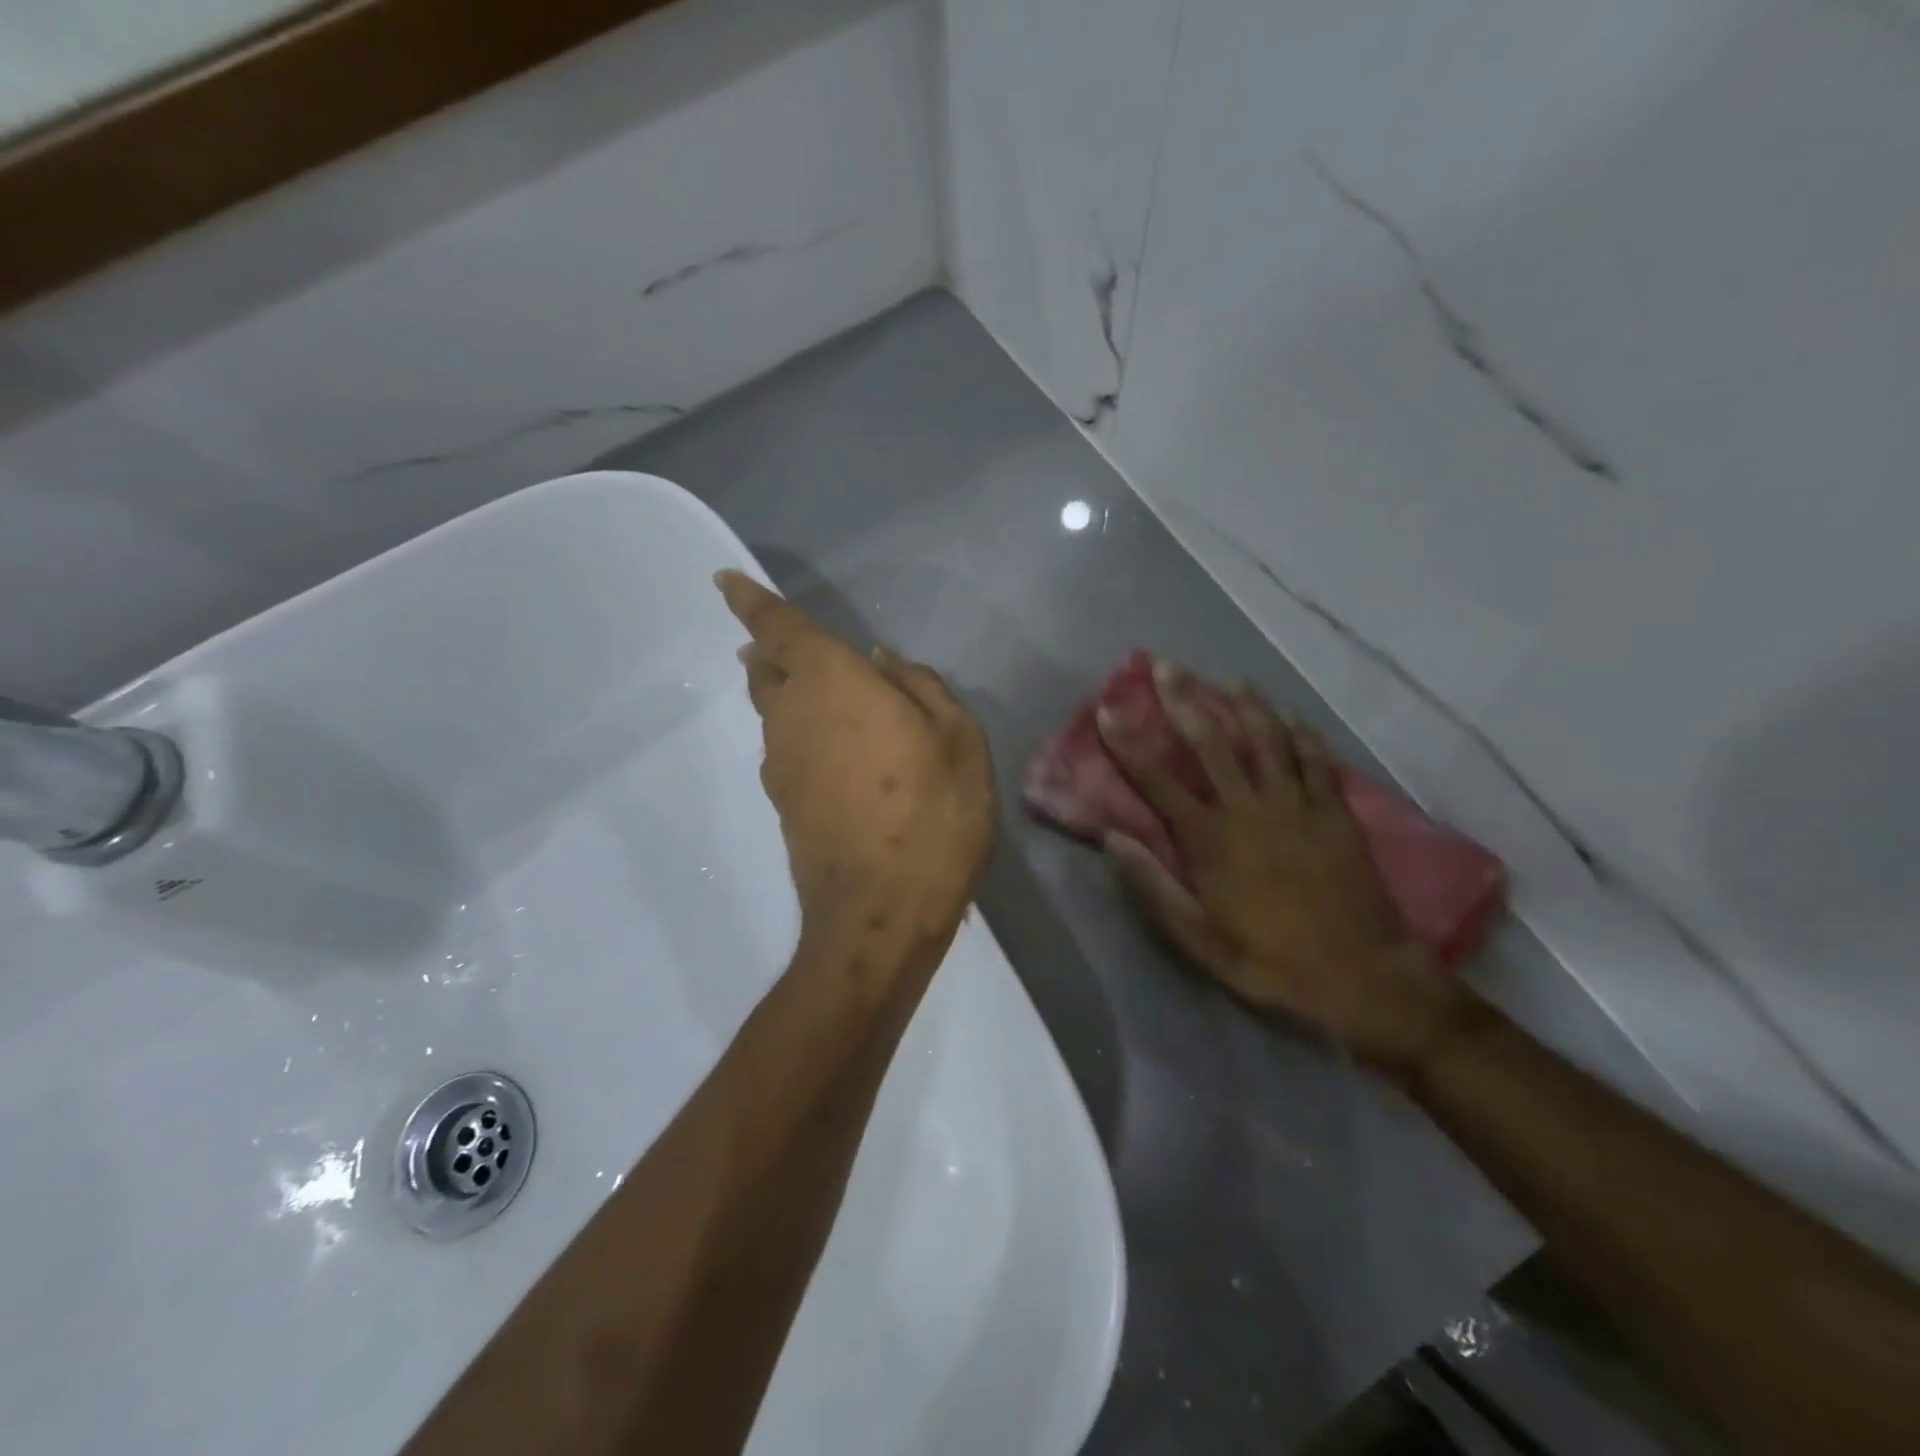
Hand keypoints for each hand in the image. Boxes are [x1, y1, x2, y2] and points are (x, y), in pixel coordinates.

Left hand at [717, 571, 996, 936]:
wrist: (881, 913)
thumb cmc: (932, 813)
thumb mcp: (957, 738)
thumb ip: (920, 687)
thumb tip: (882, 661)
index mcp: (832, 682)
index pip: (779, 629)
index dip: (750, 601)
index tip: (723, 580)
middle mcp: (792, 716)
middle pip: (767, 670)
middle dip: (770, 649)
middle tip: (782, 641)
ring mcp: (781, 765)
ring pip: (773, 712)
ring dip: (786, 693)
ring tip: (817, 692)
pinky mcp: (784, 805)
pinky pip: (786, 750)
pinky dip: (801, 734)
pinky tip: (834, 750)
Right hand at [1099, 665, 1465, 1074]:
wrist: (1363, 977)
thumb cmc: (1272, 961)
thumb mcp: (1199, 939)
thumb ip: (1153, 887)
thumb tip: (1111, 840)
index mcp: (1212, 840)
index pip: (1158, 782)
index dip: (1129, 745)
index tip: (1108, 711)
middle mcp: (1251, 810)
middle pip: (1212, 744)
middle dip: (1185, 702)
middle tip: (1168, 668)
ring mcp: (1298, 806)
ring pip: (1268, 740)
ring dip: (1247, 706)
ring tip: (1231, 681)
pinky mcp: (1335, 812)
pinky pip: (1317, 760)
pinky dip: (1303, 735)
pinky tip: (1292, 718)